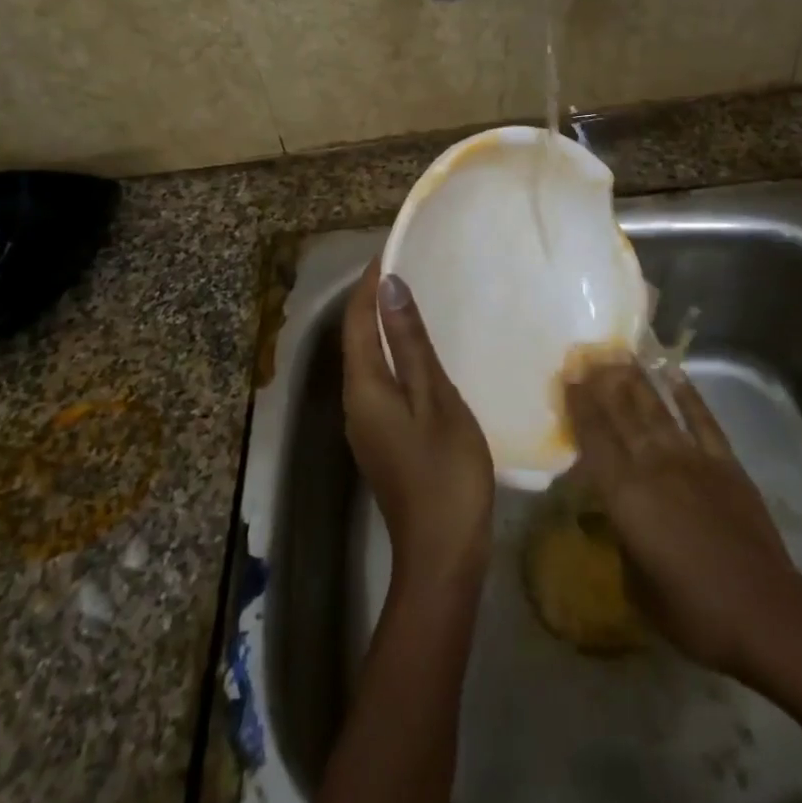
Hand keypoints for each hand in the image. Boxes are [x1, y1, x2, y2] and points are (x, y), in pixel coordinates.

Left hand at [342, 259, 494, 595]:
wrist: (442, 555)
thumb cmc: (445, 473)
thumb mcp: (435, 400)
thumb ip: (411, 343)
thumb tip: (389, 287)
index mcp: (364, 387)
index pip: (358, 320)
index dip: (370, 282)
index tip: (394, 248)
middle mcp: (355, 401)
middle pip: (358, 338)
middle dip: (376, 299)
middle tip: (411, 266)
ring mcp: (367, 424)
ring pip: (369, 360)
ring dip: (386, 326)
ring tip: (419, 297)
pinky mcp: (383, 438)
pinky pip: (382, 380)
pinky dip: (396, 353)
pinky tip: (423, 351)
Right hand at [565, 362, 801, 683]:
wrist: (763, 611)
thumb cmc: (692, 610)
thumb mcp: (638, 583)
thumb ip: (623, 539)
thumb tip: (621, 517)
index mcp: (624, 495)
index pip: (593, 439)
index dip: (579, 407)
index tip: (568, 379)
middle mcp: (653, 465)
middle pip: (622, 415)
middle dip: (602, 383)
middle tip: (588, 356)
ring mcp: (692, 459)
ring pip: (657, 410)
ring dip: (637, 381)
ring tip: (621, 356)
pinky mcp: (725, 463)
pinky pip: (703, 421)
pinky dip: (688, 396)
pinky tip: (675, 375)